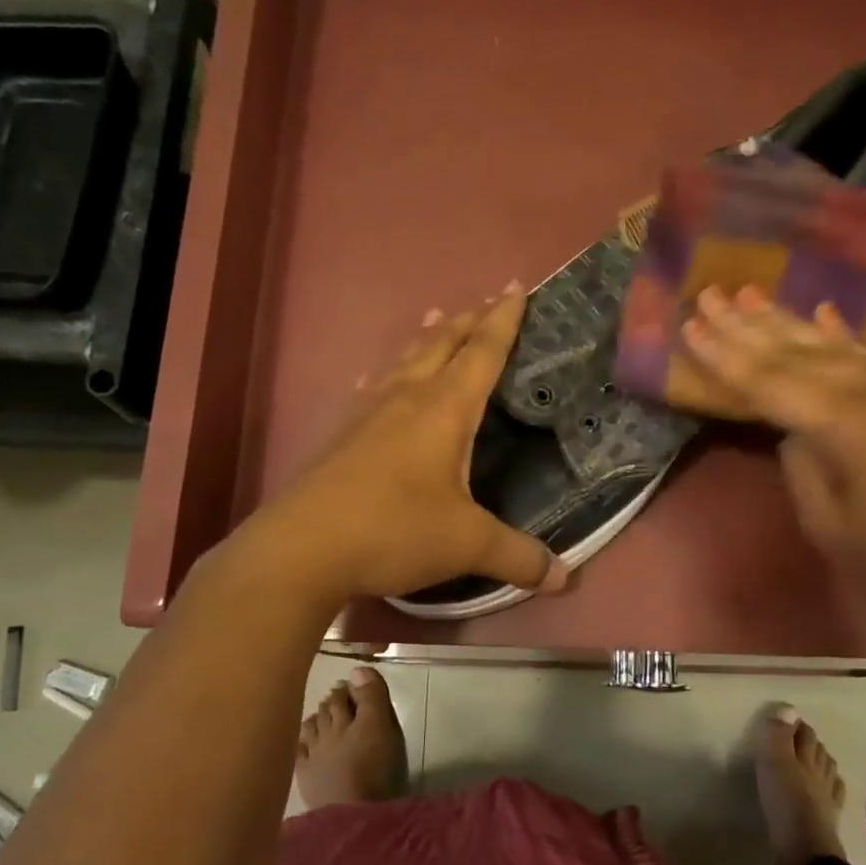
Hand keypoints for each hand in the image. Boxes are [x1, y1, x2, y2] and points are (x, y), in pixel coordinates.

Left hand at [237, 285, 567, 603]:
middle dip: (468, 321)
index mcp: (443, 411)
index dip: (503, 321)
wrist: (302, 550)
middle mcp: (405, 400)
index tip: (517, 287)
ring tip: (436, 318)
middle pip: (441, 346)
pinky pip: (370, 391)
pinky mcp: (341, 438)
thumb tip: (563, 577)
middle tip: (487, 301)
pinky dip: (383, 376)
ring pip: (402, 362)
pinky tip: (374, 380)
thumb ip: (518, 556)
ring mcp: (367, 416)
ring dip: (425, 339)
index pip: (481, 353)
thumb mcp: (467, 545)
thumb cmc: (393, 531)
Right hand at [679, 285, 865, 647]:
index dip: (725, 355)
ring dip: (789, 322)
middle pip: (799, 353)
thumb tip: (793, 432)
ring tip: (751, 293)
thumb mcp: (832, 527)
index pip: (770, 382)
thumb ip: (804, 468)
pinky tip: (825, 313)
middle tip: (708, 293)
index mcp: (847, 426)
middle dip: (749, 325)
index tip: (689, 325)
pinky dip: (843, 337)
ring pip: (835, 348)